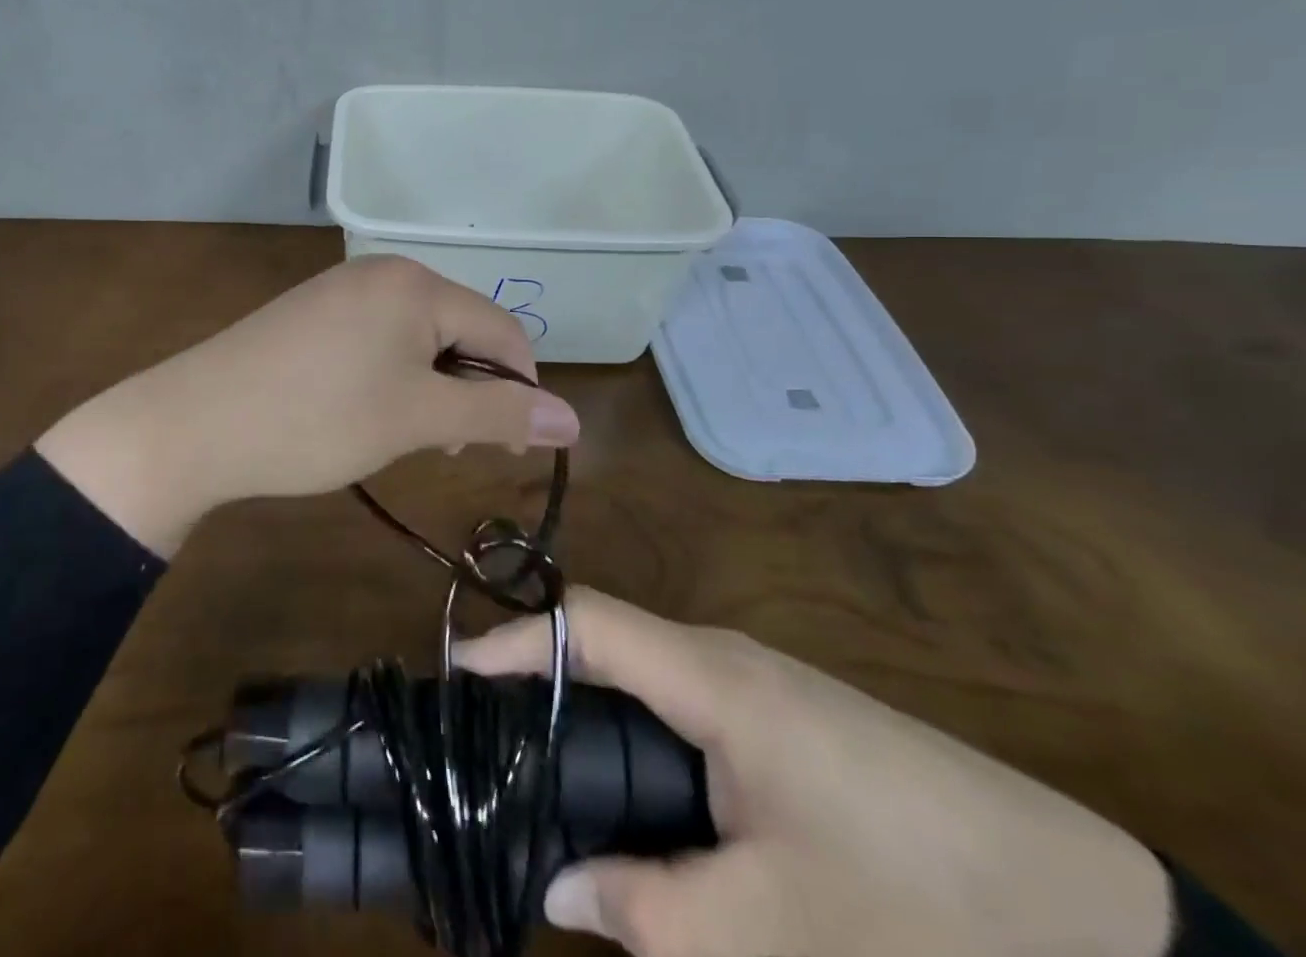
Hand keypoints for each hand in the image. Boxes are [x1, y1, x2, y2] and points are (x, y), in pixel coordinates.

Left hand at [36, 255, 579, 553]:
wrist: (194, 423)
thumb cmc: (317, 419)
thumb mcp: (417, 419)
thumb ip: (498, 413)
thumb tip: (575, 420)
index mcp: (416, 284)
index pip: (503, 330)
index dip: (519, 390)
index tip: (510, 449)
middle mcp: (382, 273)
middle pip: (460, 328)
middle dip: (470, 389)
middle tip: (446, 449)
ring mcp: (342, 290)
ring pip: (419, 338)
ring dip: (432, 387)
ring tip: (406, 435)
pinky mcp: (312, 313)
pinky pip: (378, 339)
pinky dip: (392, 377)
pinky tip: (367, 412)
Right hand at [455, 588, 1172, 956]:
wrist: (1093, 921)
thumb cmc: (918, 907)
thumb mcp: (771, 930)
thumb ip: (649, 910)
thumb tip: (557, 887)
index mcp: (714, 679)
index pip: (588, 623)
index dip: (517, 638)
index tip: (457, 672)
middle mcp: (726, 660)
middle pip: (609, 644)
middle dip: (542, 678)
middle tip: (486, 734)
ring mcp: (760, 686)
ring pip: (646, 678)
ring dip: (593, 712)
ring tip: (545, 768)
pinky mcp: (786, 719)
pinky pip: (687, 709)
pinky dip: (642, 737)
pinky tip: (640, 800)